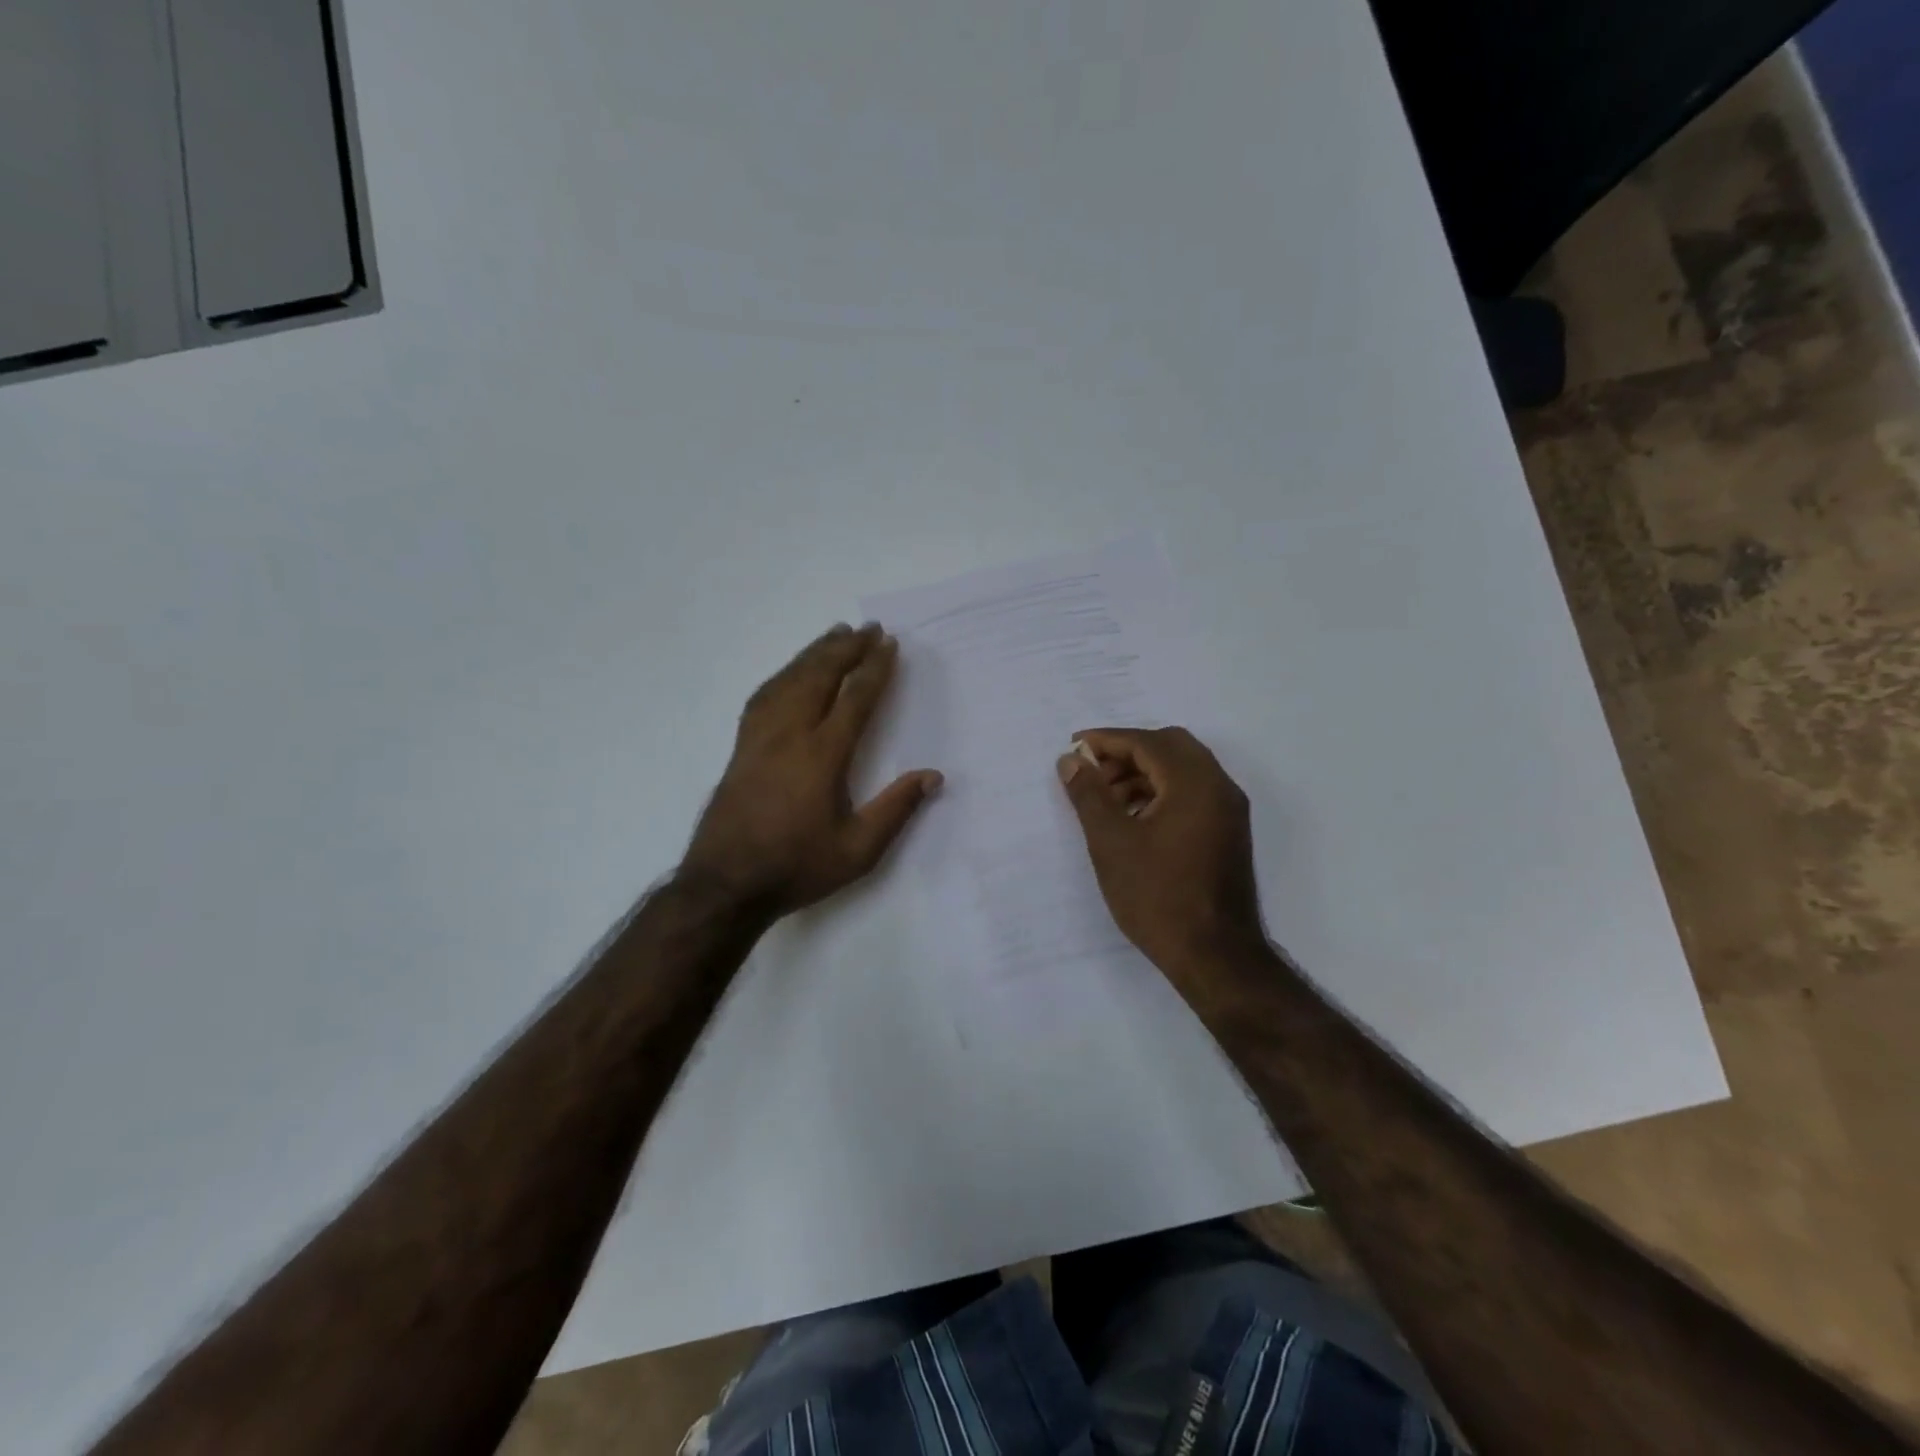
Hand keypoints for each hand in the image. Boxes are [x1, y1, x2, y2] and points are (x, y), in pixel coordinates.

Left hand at [683, 623, 940, 915]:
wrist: (725, 884)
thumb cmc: (796, 867)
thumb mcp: (858, 850)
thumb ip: (896, 810)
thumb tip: (932, 776)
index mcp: (822, 756)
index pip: (854, 698)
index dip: (874, 668)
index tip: (889, 644)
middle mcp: (789, 735)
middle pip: (819, 676)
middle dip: (846, 648)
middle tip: (867, 628)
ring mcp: (759, 737)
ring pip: (789, 680)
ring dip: (814, 653)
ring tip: (834, 634)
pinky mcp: (741, 746)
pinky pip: (764, 695)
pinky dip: (784, 674)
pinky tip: (791, 671)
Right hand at [1057, 727, 1267, 993]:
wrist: (1215, 956)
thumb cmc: (1157, 896)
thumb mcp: (1111, 842)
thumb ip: (1089, 794)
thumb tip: (1072, 760)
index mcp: (1194, 783)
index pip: (1147, 742)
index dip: (1107, 740)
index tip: (1075, 747)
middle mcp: (1219, 787)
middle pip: (1171, 747)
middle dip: (1127, 753)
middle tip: (1093, 773)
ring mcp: (1229, 811)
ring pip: (1183, 770)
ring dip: (1144, 773)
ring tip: (1106, 800)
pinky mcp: (1228, 833)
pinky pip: (1193, 794)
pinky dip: (1161, 793)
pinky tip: (1133, 819)